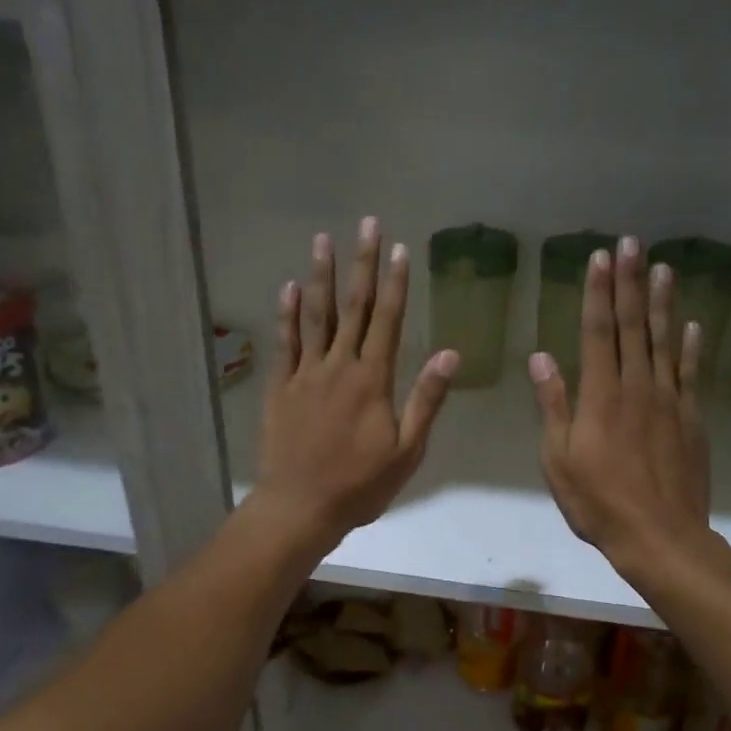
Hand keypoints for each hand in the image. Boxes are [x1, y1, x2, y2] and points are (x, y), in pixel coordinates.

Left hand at [253, 217, 458, 555]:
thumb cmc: (360, 485)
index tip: (399, 249)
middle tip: (366, 224)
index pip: (388, 321)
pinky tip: (290, 288)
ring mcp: (306, 374)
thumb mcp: (407, 450)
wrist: (300, 506)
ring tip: (324, 240)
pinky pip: (285, 343)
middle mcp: (339, 366)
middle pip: (353, 307)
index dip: (395, 284)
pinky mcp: (281, 387)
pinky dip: (287, 314)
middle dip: (362, 264)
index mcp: (374, 380)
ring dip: (321, 276)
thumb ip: (426, 399)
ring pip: (316, 316)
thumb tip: (449, 353)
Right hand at [531, 235, 717, 580]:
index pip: (598, 332)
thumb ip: (552, 405)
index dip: (598, 293)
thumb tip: (540, 358)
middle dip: (630, 282)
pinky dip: (691, 348)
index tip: (599, 258)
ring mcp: (669, 401)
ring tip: (663, 267)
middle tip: (631, 242)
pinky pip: (691, 374)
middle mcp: (637, 387)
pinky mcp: (692, 419)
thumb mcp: (558, 460)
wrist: (660, 536)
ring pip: (665, 342)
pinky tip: (692, 326)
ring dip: (662, 303)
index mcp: (600, 396)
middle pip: (634, 326)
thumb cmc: (598, 502)